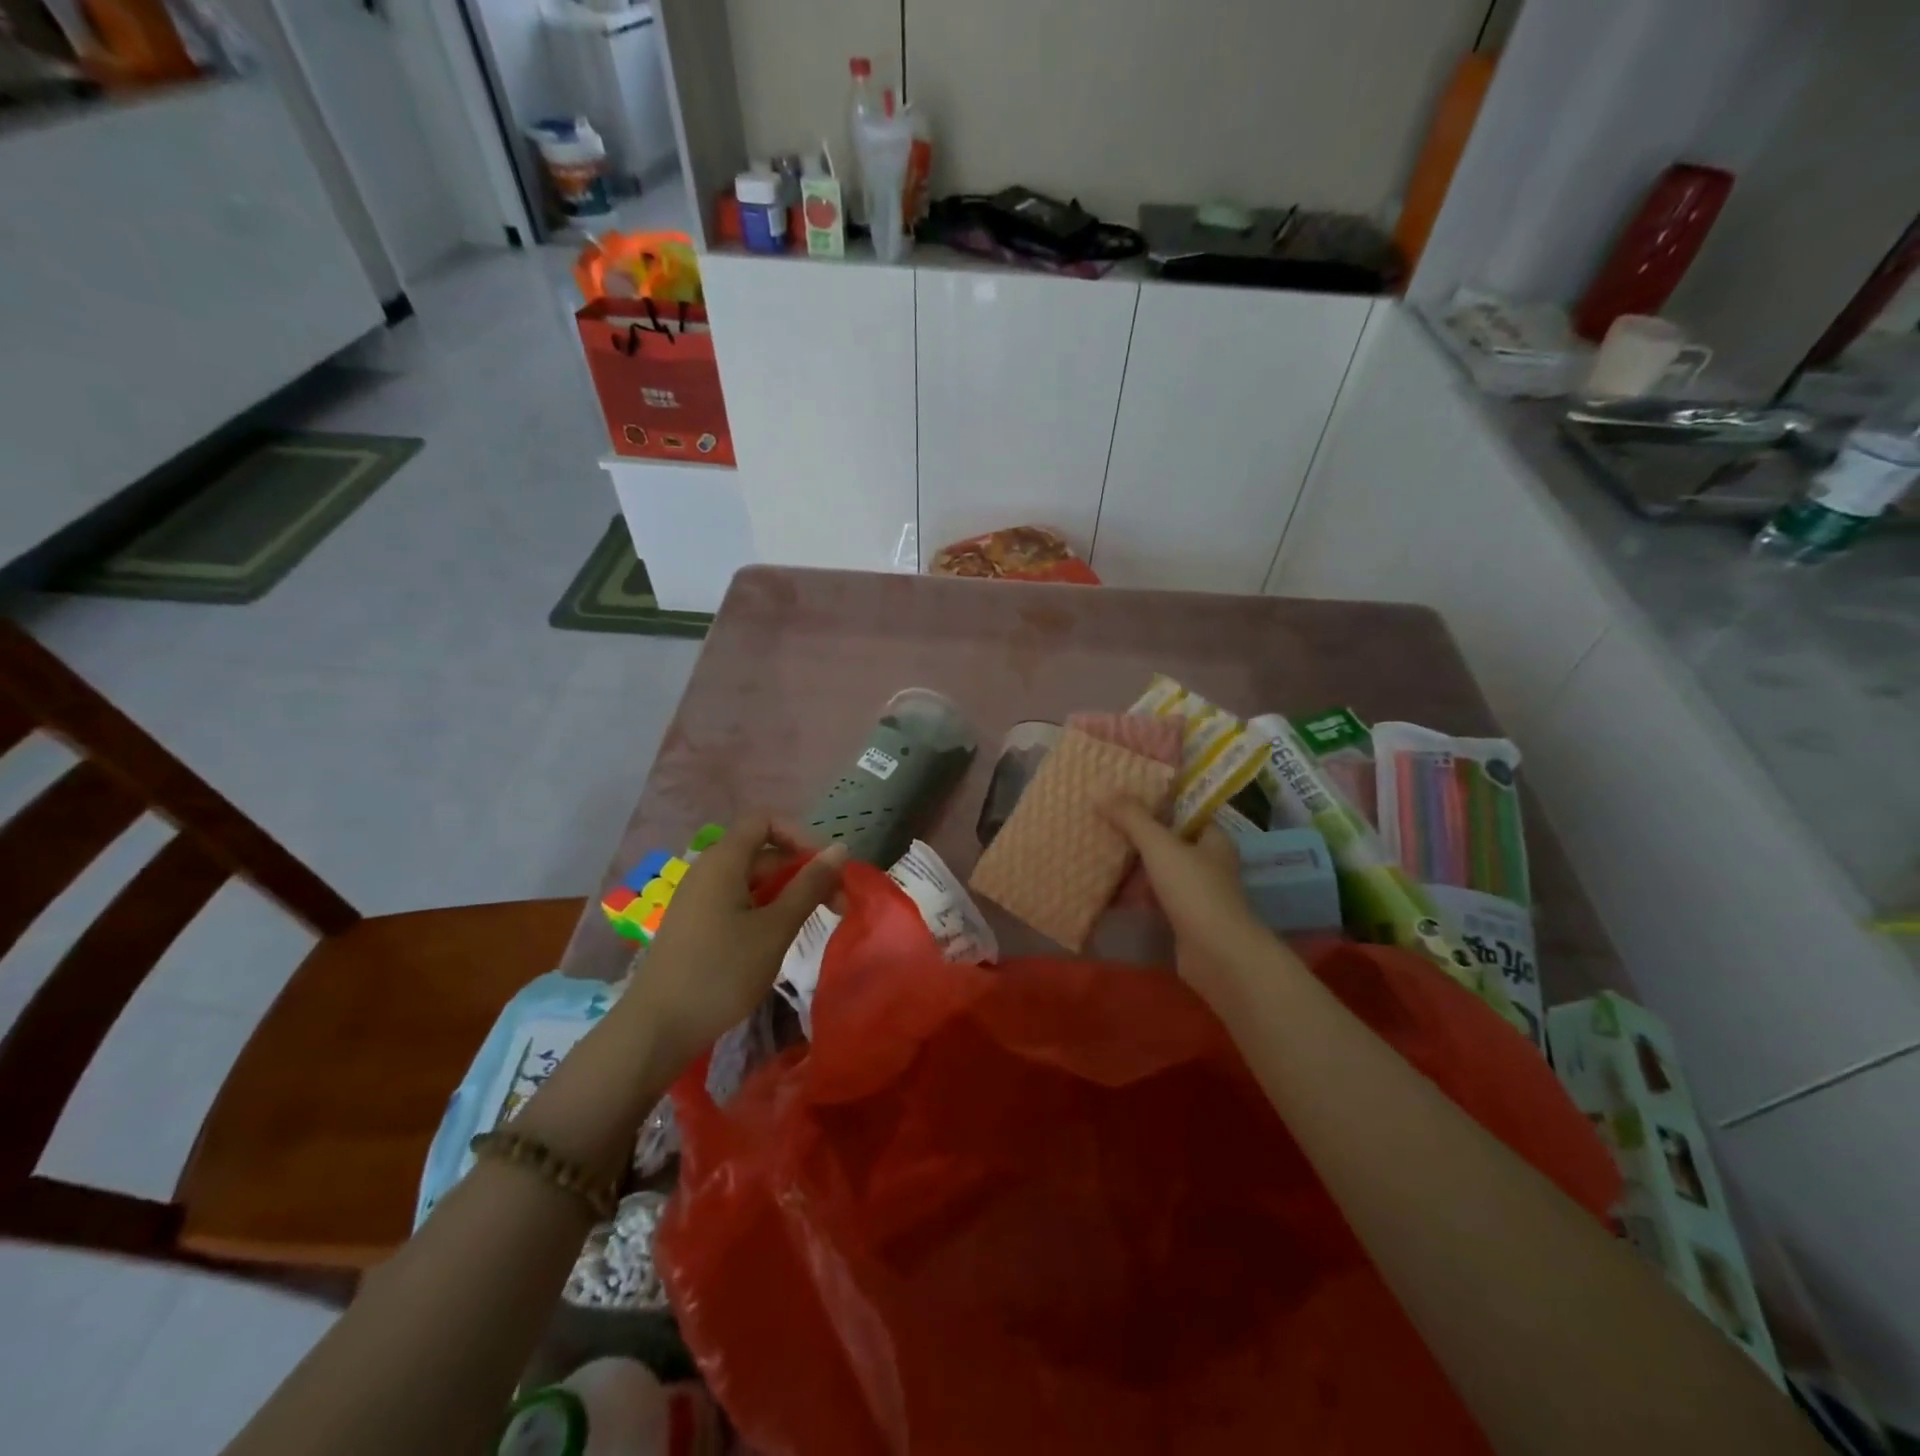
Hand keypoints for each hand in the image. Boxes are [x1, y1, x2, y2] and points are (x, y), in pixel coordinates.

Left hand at [625, 814, 847, 1070]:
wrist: (657, 1028)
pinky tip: (778, 939)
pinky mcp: (694, 925)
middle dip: (802, 871)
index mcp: (724, 861)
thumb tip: (840, 849)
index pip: (765, 821)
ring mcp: (698, 899)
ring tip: (812, 924)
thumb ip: (809, 886)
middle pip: (762, 852)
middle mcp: (707, 870)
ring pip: (751, 880)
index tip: (825, 868)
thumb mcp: (776, 928)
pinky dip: (764, 910)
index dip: (799, 836)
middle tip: (836, 907)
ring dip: (786, 894)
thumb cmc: (722, 971)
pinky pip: (736, 901)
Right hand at [1105, 799, 1276, 1007]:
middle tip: (1104, 823)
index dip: (1157, 803)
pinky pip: (1155, 899)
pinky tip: (1109, 890)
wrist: (1218, 956)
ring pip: (1161, 872)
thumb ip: (1131, 818)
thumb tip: (1099, 790)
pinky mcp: (1185, 921)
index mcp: (1214, 839)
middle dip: (1139, 836)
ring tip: (1099, 852)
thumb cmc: (1195, 891)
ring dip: (1135, 867)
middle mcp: (1210, 864)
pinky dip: (1136, 895)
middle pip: (1170, 842)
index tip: (1124, 796)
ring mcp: (1198, 895)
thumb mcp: (1160, 846)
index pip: (1185, 812)